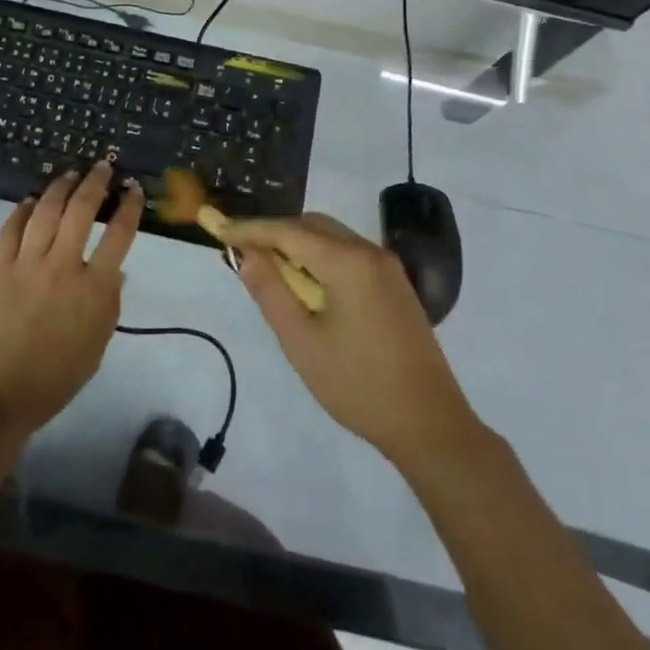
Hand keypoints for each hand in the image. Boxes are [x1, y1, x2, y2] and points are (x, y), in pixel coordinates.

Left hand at [0, 162, 141, 437]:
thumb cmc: (55, 378)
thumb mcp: (97, 345)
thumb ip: (109, 303)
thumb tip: (116, 270)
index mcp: (94, 289)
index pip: (119, 235)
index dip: (129, 207)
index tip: (133, 189)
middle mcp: (63, 266)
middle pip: (82, 210)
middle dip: (96, 182)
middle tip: (103, 166)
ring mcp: (27, 263)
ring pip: (47, 210)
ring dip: (61, 187)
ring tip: (70, 173)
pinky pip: (12, 227)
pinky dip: (24, 209)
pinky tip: (32, 200)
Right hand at [217, 213, 476, 467]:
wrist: (430, 424)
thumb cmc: (358, 385)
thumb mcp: (301, 341)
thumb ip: (270, 291)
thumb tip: (244, 255)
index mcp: (347, 262)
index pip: (288, 231)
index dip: (251, 229)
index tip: (219, 230)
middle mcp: (369, 252)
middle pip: (311, 225)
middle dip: (274, 233)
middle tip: (241, 252)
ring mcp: (386, 267)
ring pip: (331, 237)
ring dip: (297, 244)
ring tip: (268, 269)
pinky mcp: (394, 284)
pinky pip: (348, 253)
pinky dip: (320, 257)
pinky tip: (306, 283)